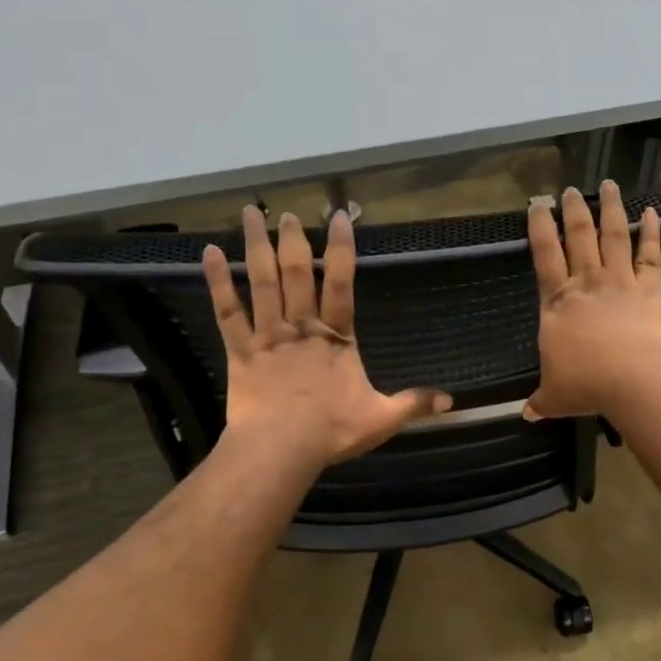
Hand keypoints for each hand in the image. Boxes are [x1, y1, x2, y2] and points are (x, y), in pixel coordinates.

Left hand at [203, 207, 450, 467]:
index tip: (339, 217)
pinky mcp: (240, 350)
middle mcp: (302, 326)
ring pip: (262, 282)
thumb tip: (452, 401)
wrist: (280, 448)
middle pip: (298, 274)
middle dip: (294, 240)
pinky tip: (209, 254)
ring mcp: (268, 335)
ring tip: (251, 214)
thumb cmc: (331, 430)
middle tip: (288, 212)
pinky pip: (227, 311)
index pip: (342, 283)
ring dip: (257, 247)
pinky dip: (217, 282)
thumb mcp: (382, 418)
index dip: (341, 249)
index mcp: (337, 337)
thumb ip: (413, 403)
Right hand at [526, 182, 660, 421]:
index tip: (537, 204)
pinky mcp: (648, 290)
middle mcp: (586, 283)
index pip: (544, 256)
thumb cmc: (586, 385)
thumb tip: (527, 414)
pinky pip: (650, 256)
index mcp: (557, 303)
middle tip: (570, 189)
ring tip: (608, 184)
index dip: (539, 228)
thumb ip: (541, 400)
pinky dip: (651, 232)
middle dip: (572, 210)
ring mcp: (620, 282)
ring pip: (613, 236)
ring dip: (610, 208)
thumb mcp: (555, 396)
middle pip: (578, 236)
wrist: (634, 380)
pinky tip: (651, 212)